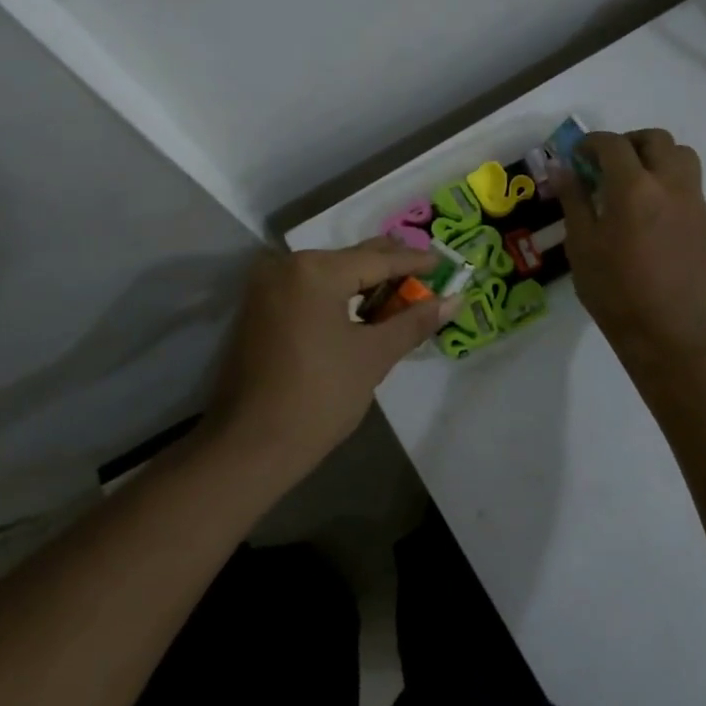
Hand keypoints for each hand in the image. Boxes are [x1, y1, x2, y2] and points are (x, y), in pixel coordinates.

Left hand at [204, 238, 456, 474]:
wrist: (251, 446)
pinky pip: (309, 290)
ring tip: (403, 295)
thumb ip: (413, 321)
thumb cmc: (319, 397)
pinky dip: (339, 296)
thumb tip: (454, 300)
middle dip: (391, 268)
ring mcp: (267, 287)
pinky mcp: (258, 309)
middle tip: (429, 277)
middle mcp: (286, 266)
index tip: (446, 264)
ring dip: (365, 283)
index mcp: (314, 270)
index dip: (415, 262)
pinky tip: (365, 310)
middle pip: (351, 259)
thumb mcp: (373, 356)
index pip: (378, 259)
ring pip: (329, 274)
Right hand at [560, 129, 705, 363]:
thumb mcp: (581, 245)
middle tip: (606, 163)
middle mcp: (669, 185)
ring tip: (633, 179)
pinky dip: (668, 178)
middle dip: (627, 142)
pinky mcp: (704, 220)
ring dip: (655, 155)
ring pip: (681, 155)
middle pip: (655, 139)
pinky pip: (689, 182)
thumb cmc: (614, 291)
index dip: (591, 143)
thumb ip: (574, 200)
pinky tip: (649, 208)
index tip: (577, 156)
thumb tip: (562, 169)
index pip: (613, 145)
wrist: (667, 331)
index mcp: (634, 188)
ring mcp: (693, 201)